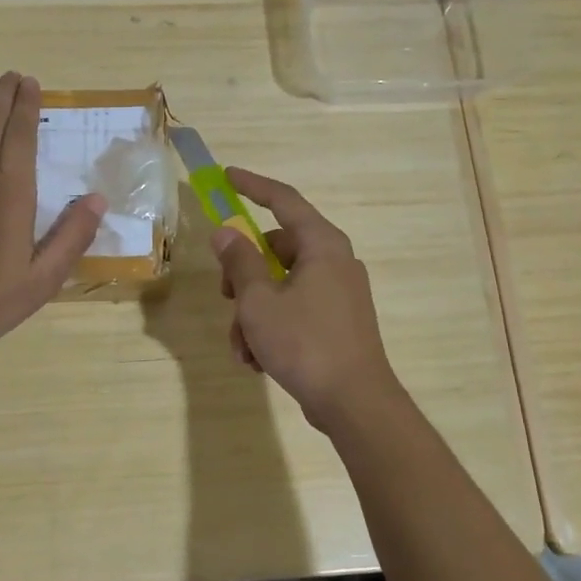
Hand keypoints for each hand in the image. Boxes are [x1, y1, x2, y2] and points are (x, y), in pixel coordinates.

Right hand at [210, 169, 404, 432]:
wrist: (354, 403)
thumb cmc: (305, 344)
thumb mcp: (259, 301)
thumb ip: (240, 262)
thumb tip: (226, 232)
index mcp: (322, 245)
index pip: (284, 200)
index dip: (253, 186)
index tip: (226, 177)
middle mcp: (335, 261)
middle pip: (277, 249)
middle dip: (244, 275)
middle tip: (225, 296)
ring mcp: (339, 293)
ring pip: (281, 286)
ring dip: (253, 312)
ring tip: (242, 347)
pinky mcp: (338, 321)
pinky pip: (296, 310)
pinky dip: (272, 328)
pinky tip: (257, 360)